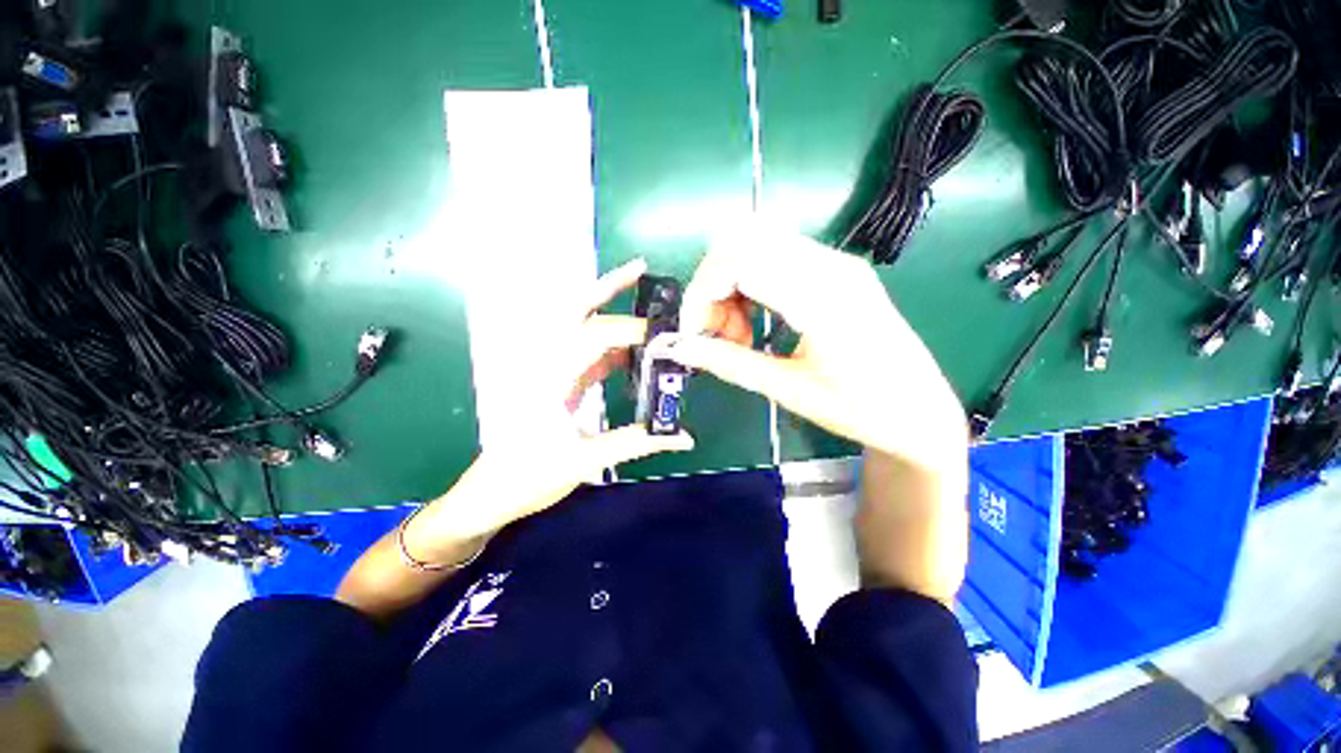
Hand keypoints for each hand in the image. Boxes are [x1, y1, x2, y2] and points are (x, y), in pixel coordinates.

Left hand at [405, 259, 693, 562]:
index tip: (666, 339)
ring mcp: (549, 369)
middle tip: (641, 268)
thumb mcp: (583, 461)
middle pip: (576, 310)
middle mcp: (545, 362)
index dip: (633, 331)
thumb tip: (683, 437)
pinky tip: (633, 348)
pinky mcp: (555, 380)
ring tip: (641, 295)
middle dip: (609, 287)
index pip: (594, 336)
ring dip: (608, 308)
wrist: (489, 494)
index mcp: (549, 377)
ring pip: (579, 326)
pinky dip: (610, 344)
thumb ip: (635, 443)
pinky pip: (585, 351)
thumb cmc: (528, 478)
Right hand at [661, 220, 966, 466]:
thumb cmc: (861, 410)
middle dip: (712, 284)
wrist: (921, 412)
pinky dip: (749, 284)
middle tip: (717, 332)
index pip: (737, 258)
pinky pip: (775, 257)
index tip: (693, 332)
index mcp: (822, 297)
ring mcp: (836, 263)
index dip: (701, 291)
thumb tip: (678, 347)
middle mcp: (830, 265)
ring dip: (730, 284)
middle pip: (742, 238)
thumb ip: (729, 363)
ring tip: (737, 334)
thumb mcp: (788, 390)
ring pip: (755, 243)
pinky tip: (756, 322)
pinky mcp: (836, 270)